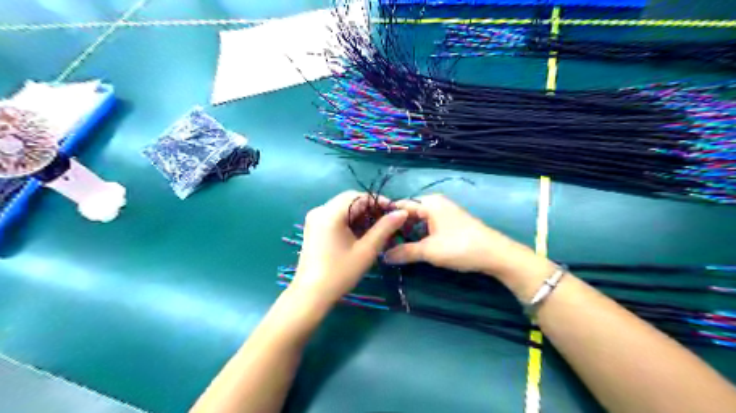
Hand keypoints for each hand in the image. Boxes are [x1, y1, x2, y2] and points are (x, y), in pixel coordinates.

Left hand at [291, 192, 407, 307]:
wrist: (311, 295)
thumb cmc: (340, 273)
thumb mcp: (366, 250)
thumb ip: (385, 228)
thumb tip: (401, 212)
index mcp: (330, 213)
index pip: (358, 196)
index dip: (379, 201)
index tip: (395, 212)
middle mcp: (319, 210)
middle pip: (349, 200)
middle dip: (370, 208)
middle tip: (387, 221)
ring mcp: (314, 219)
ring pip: (343, 208)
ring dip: (360, 215)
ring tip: (377, 229)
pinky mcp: (313, 228)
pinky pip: (335, 216)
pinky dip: (349, 221)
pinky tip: (360, 234)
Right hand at [383, 196, 547, 281]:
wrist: (495, 254)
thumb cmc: (460, 247)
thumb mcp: (429, 251)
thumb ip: (404, 252)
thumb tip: (383, 256)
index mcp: (429, 203)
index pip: (400, 207)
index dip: (387, 219)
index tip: (373, 232)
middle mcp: (435, 203)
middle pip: (409, 213)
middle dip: (397, 228)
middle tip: (383, 243)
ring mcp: (444, 212)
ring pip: (419, 220)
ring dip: (408, 233)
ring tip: (395, 247)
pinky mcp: (451, 222)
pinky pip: (428, 225)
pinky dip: (420, 234)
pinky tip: (415, 246)